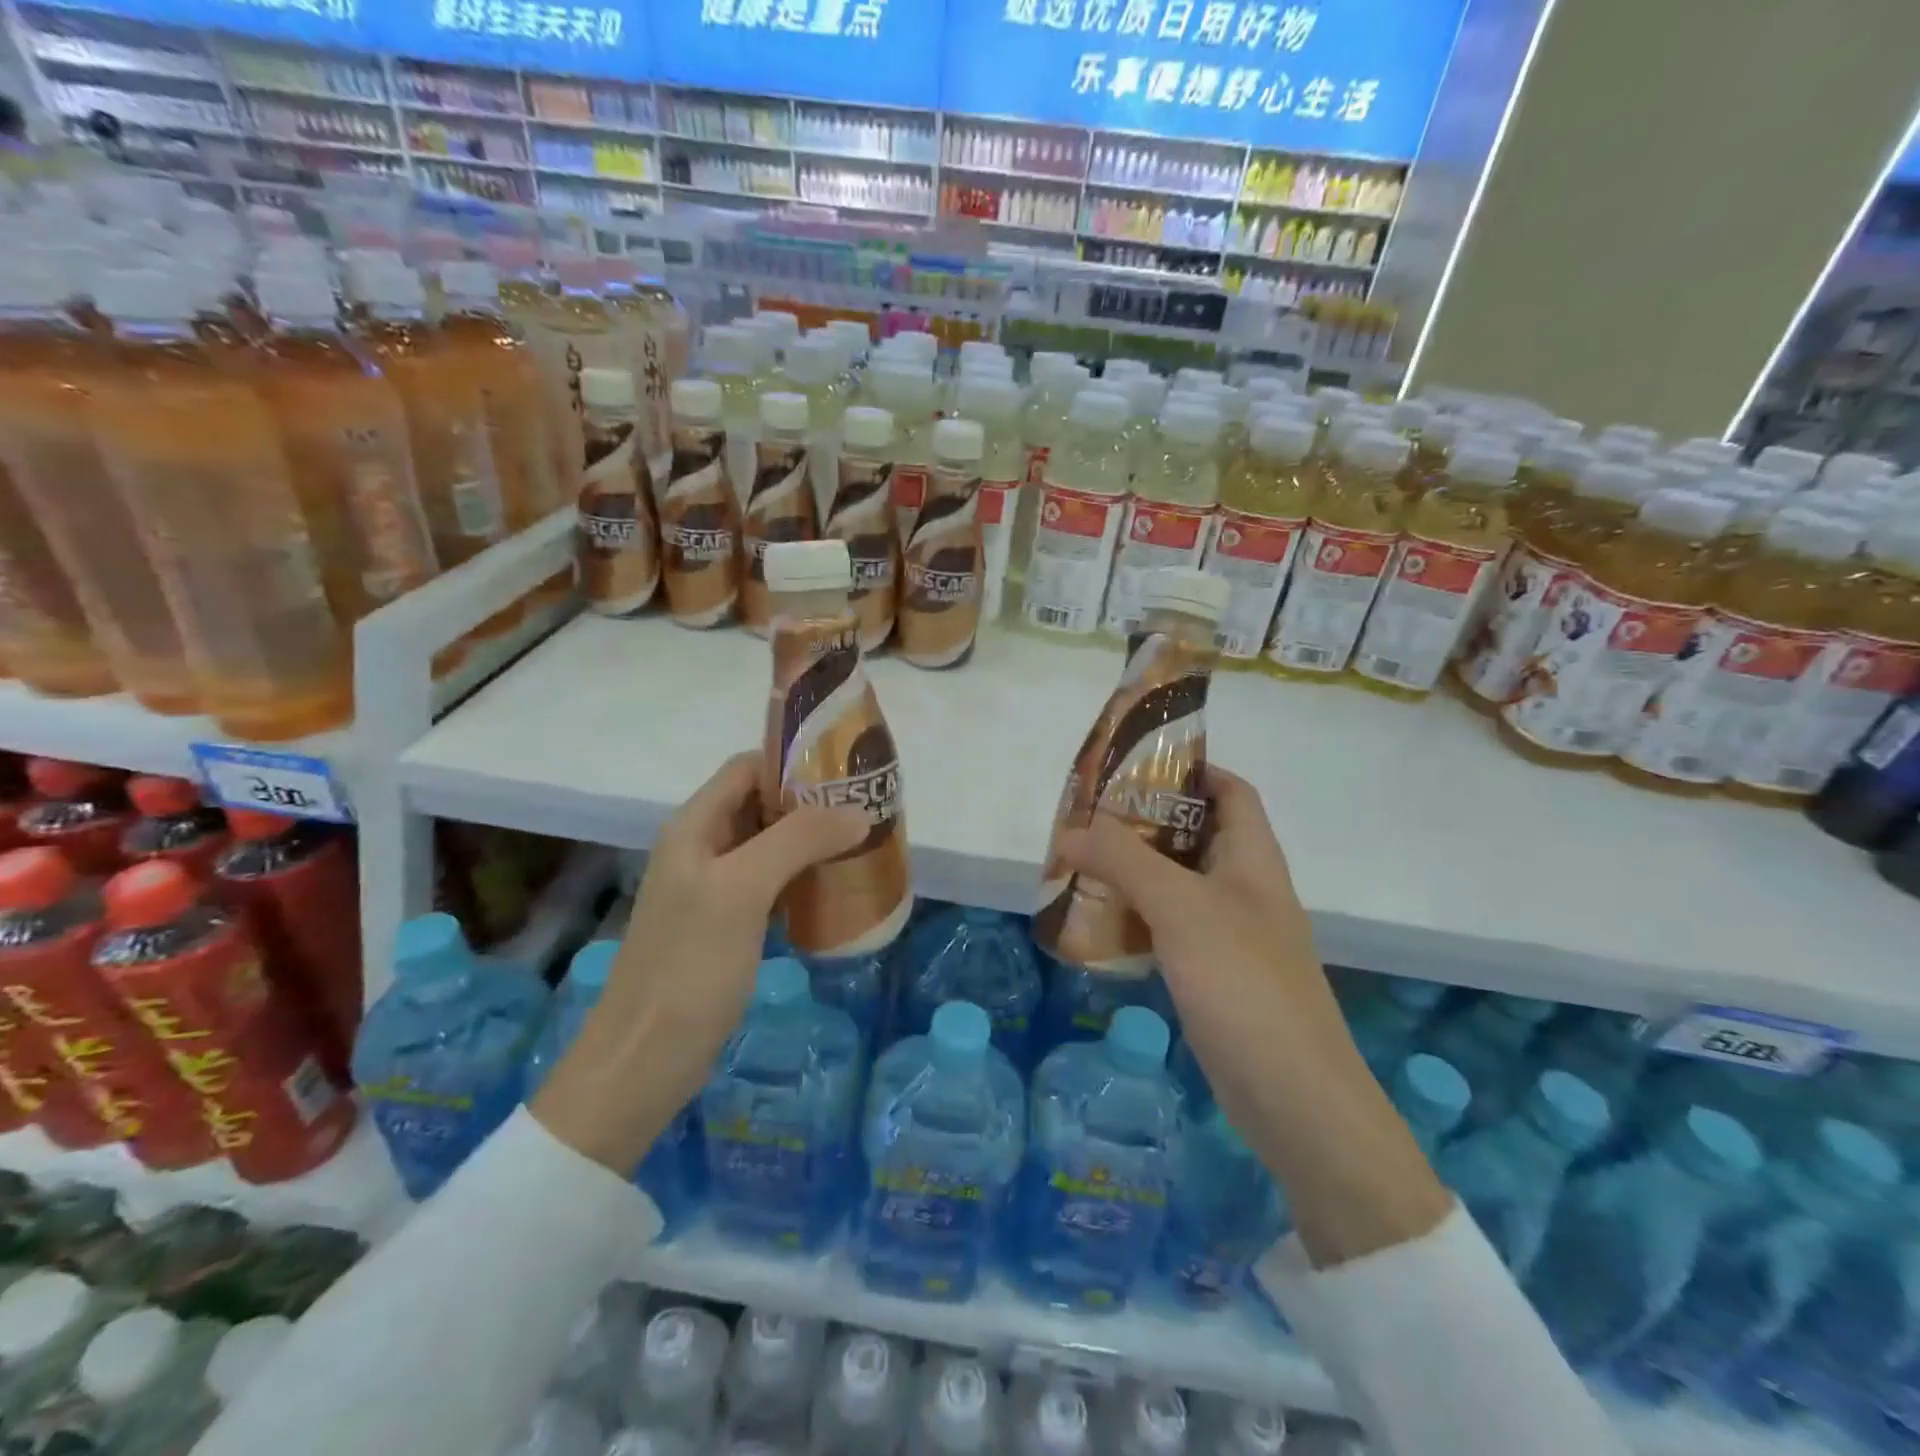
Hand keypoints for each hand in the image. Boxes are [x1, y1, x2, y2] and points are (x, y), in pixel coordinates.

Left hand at [532, 752, 866, 1174]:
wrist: (643, 1061)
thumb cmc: (688, 967)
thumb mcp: (742, 892)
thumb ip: (797, 840)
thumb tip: (856, 811)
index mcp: (694, 826)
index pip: (747, 768)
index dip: (794, 762)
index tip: (848, 771)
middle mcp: (702, 848)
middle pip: (762, 804)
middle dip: (813, 802)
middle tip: (867, 809)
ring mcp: (714, 889)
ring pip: (770, 845)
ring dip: (812, 840)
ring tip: (862, 843)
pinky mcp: (727, 926)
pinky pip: (772, 884)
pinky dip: (804, 877)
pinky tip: (836, 889)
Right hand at [1057, 765, 1451, 1265]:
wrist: (1294, 1099)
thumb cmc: (1244, 983)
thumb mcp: (1181, 908)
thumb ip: (1124, 861)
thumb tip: (1070, 830)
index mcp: (1253, 858)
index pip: (1230, 791)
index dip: (1189, 770)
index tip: (1132, 767)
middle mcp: (1246, 889)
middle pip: (1196, 835)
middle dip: (1144, 823)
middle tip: (1087, 819)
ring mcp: (1233, 935)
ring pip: (1179, 885)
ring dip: (1135, 872)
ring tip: (1081, 865)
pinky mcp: (1216, 976)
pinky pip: (1172, 930)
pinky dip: (1138, 918)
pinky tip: (1101, 925)